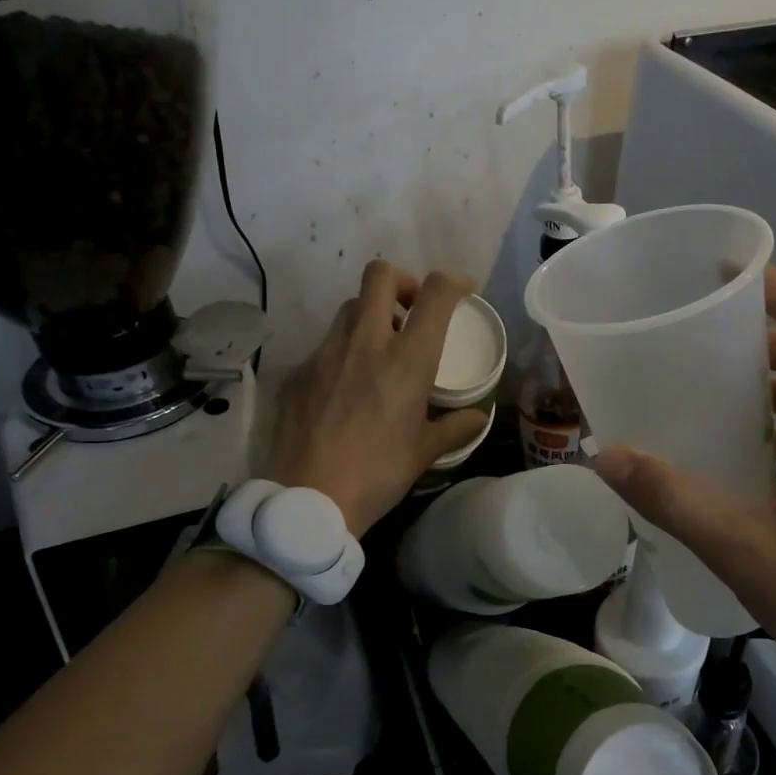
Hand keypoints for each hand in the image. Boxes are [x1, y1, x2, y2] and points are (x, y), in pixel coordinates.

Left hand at [265, 260, 489, 536]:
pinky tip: (344, 390)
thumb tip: (477, 417)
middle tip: (411, 312)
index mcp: (408, 359)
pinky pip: (324, 347)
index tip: (462, 290)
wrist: (309, 499)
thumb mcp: (425, 452)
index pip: (436, 293)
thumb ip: (455, 427)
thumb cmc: (378, 474)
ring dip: (370, 316)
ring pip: (349, 308)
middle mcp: (366, 342)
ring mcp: (325, 353)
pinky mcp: (298, 372)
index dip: (454, 281)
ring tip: (378, 351)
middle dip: (402, 282)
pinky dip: (342, 354)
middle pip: (380, 275)